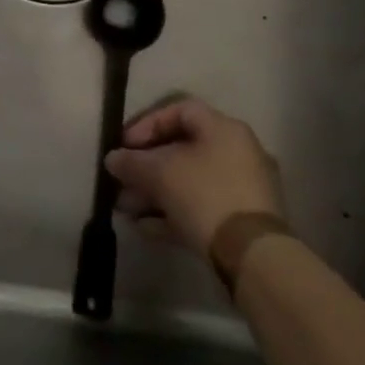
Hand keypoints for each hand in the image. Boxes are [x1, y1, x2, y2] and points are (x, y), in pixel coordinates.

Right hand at [104, 99, 287, 255]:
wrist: (252, 254)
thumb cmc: (204, 195)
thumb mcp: (160, 173)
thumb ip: (131, 162)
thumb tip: (112, 159)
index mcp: (223, 129)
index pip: (180, 110)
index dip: (147, 124)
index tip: (125, 146)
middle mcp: (237, 152)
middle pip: (182, 150)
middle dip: (145, 166)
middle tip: (121, 181)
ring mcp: (242, 188)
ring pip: (189, 181)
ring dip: (154, 193)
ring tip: (126, 209)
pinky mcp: (241, 220)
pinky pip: (201, 207)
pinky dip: (173, 212)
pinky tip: (145, 228)